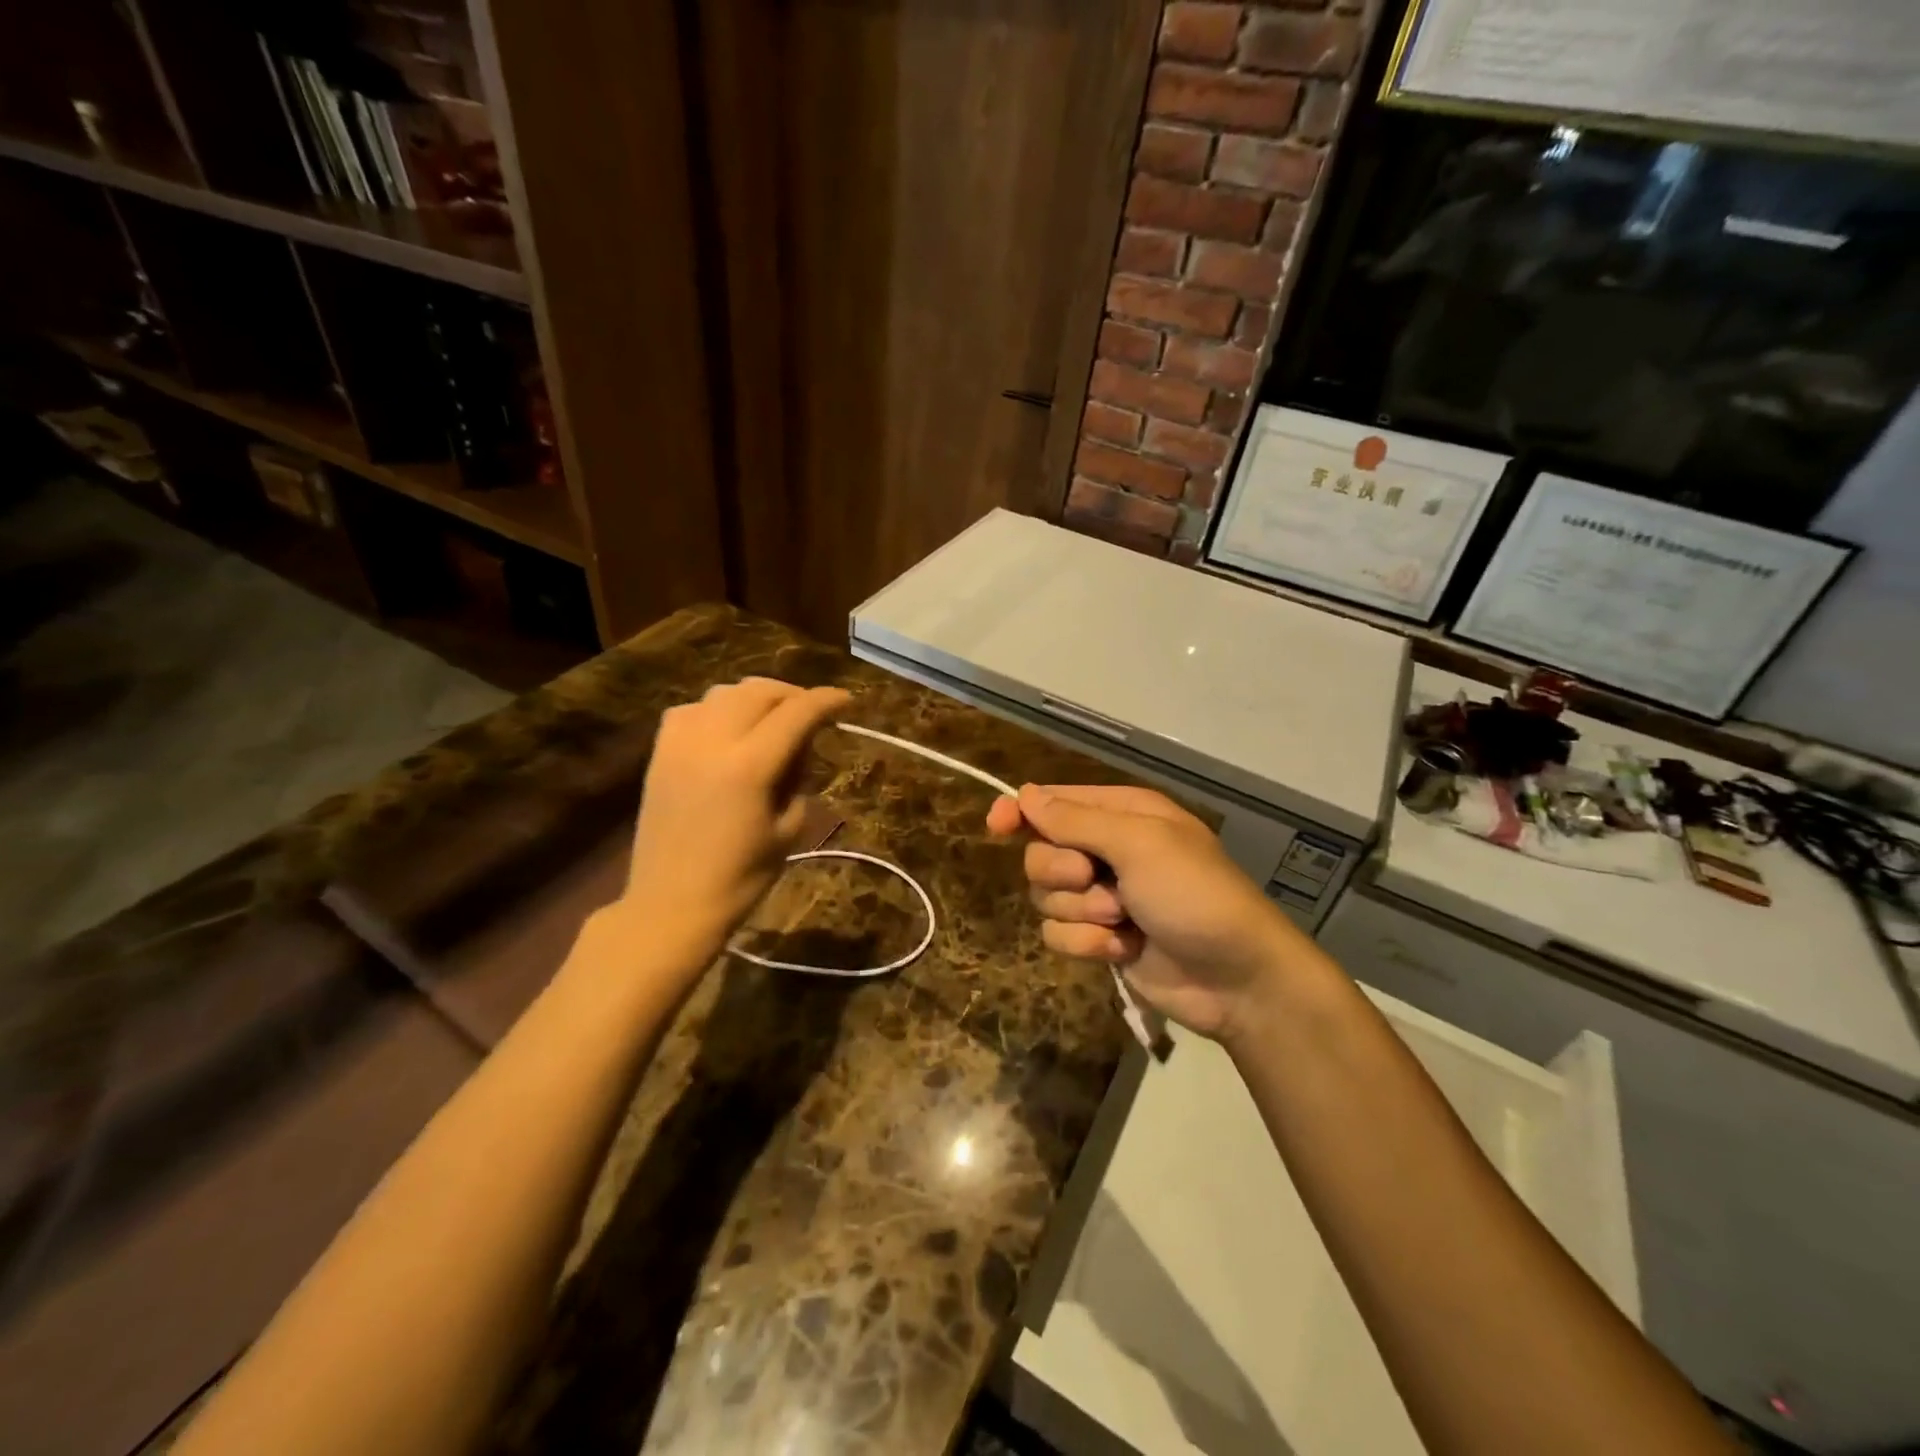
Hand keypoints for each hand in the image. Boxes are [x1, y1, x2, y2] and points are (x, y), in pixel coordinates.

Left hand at [620, 677, 850, 961]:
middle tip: (811, 712)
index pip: (796, 713)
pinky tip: (727, 730)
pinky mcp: (659, 753)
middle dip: (792, 694)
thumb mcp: (788, 829)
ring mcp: (680, 744)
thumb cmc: (741, 878)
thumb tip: (800, 746)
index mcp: (750, 767)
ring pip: (724, 693)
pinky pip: (691, 710)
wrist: (671, 905)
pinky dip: (717, 709)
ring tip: (771, 717)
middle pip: (759, 692)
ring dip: (755, 698)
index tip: (846, 701)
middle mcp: (712, 742)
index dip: (826, 701)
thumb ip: (797, 778)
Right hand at [986, 785, 1311, 1042]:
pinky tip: (1123, 948)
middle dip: (1062, 872)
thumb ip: (1076, 821)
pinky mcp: (1100, 938)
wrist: (1237, 977)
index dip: (1020, 811)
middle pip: (1041, 853)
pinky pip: (1059, 934)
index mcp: (1121, 814)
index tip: (996, 827)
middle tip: (1095, 879)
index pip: (1052, 802)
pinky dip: (1087, 943)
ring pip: (1046, 896)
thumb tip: (1026, 795)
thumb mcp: (1139, 843)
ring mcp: (1102, 897)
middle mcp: (1107, 850)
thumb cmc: (1194, 894)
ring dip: (1081, 912)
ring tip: (1123, 920)